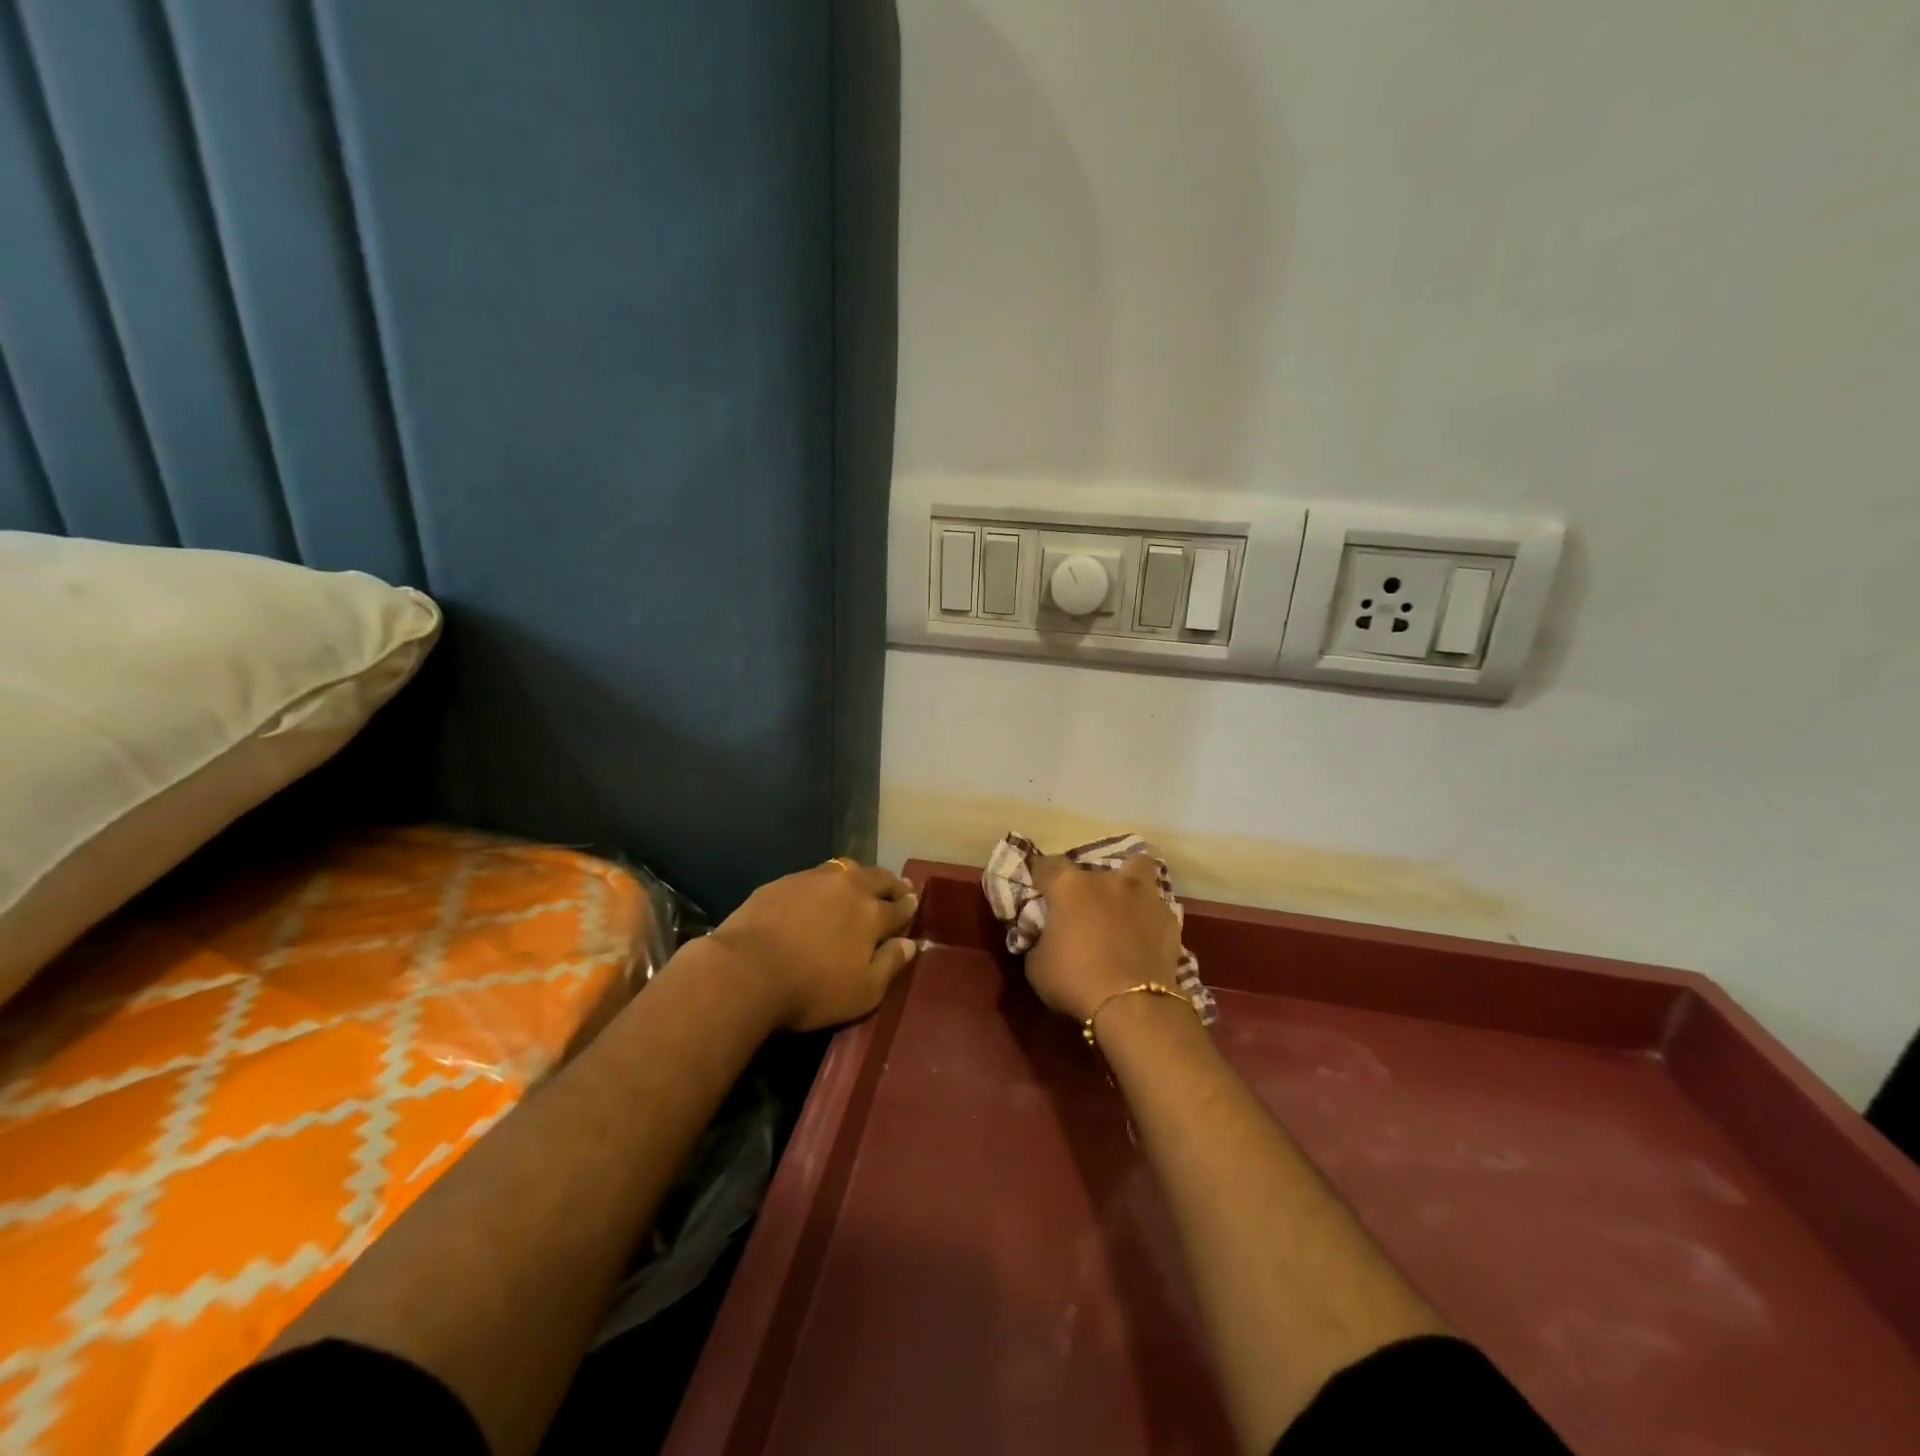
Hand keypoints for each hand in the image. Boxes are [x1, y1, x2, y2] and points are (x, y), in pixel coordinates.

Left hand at [708, 860, 919, 1031]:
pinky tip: (820, 891)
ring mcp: (814, 879)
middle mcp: (849, 887)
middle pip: (878, 878)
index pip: (899, 907)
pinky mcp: (784, 881)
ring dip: (860, 875)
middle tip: (898, 887)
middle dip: (892, 884)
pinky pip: (815, 875)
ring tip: (861, 882)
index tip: (913, 903)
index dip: (908, 907)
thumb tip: (909, 944)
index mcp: (872, 914)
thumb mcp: (862, 992)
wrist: (747, 970)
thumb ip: (890, 965)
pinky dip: (827, 881)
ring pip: (847, 868)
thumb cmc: (812, 989)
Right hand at [1024, 855, 1182, 1023]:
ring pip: (1138, 868)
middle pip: (1093, 868)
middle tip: (1082, 908)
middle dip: (1086, 885)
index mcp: (1068, 886)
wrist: (1133, 1005)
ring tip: (1122, 904)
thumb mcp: (1036, 965)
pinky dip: (1149, 916)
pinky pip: (1156, 907)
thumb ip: (1039, 939)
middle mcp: (1106, 879)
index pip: (1047, 865)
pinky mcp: (1168, 917)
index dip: (1040, 875)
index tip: (1038, 888)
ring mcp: (1142, 894)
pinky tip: (1145, 934)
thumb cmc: (1074, 980)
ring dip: (1128, 883)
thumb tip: (1046, 936)